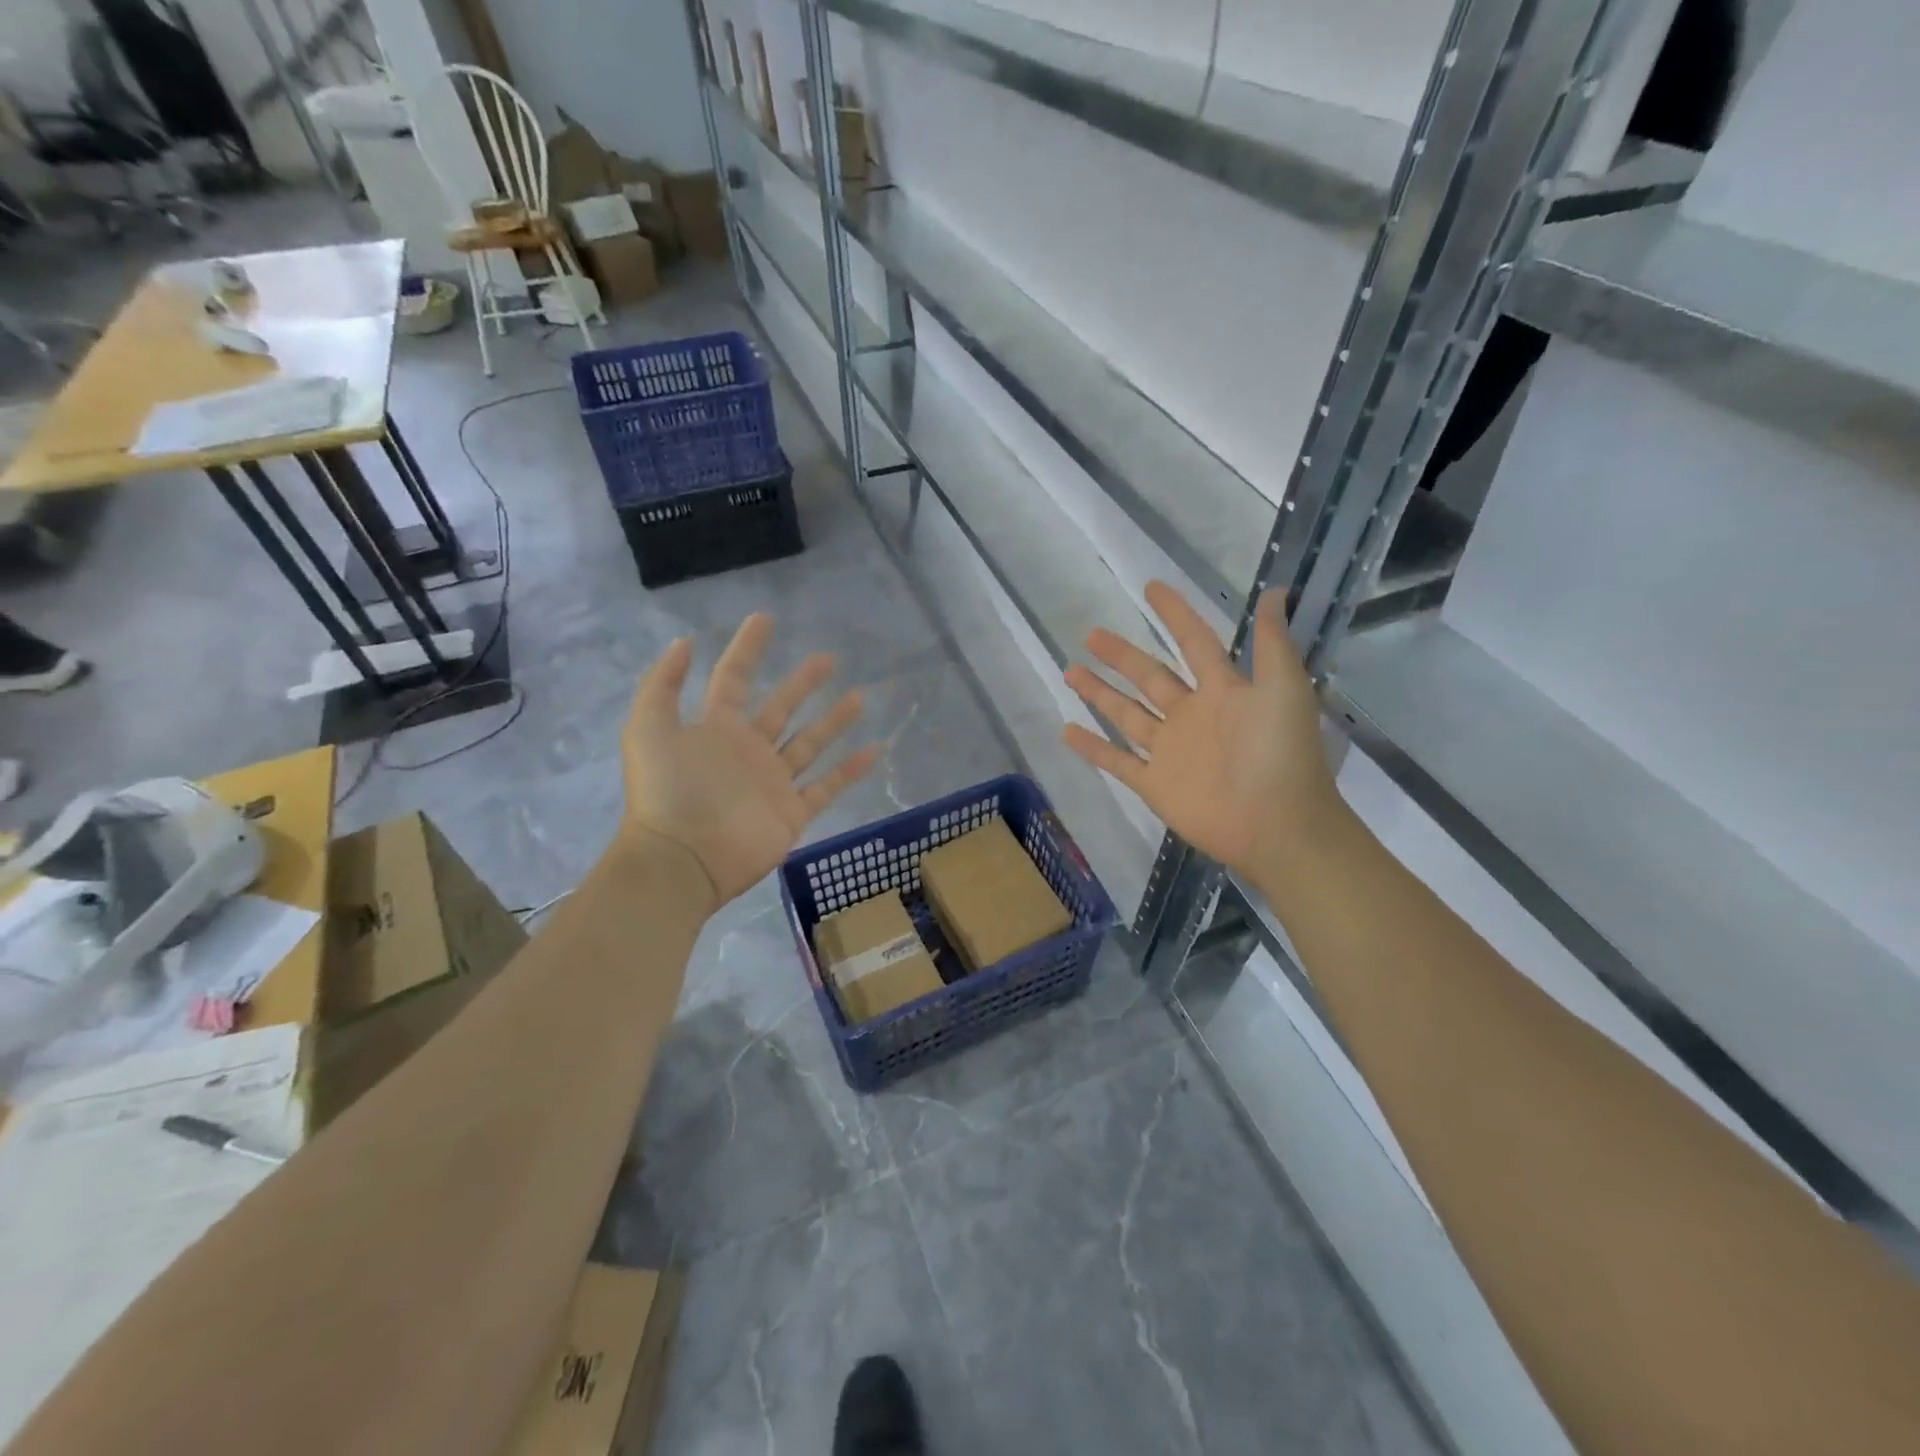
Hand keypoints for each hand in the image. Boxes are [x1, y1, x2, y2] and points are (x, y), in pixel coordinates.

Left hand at [621, 614, 880, 904]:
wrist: (682, 860)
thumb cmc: (666, 791)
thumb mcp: (647, 728)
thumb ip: (662, 684)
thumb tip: (684, 641)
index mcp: (715, 729)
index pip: (735, 678)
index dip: (748, 648)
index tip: (765, 618)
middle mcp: (748, 751)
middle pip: (781, 708)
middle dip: (803, 683)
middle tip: (828, 658)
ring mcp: (772, 782)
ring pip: (809, 744)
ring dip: (833, 721)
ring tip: (860, 697)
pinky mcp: (792, 813)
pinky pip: (826, 787)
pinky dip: (850, 771)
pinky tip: (875, 750)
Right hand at [1062, 581, 1347, 881]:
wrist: (1277, 825)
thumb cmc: (1281, 754)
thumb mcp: (1284, 688)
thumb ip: (1271, 642)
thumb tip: (1272, 590)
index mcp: (1222, 690)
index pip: (1193, 642)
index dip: (1174, 614)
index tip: (1150, 588)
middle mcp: (1191, 715)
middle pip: (1150, 676)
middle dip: (1122, 655)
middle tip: (1091, 634)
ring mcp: (1170, 751)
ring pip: (1127, 714)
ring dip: (1100, 693)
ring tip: (1071, 672)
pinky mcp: (1154, 784)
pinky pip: (1117, 761)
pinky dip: (1093, 748)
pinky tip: (1067, 731)